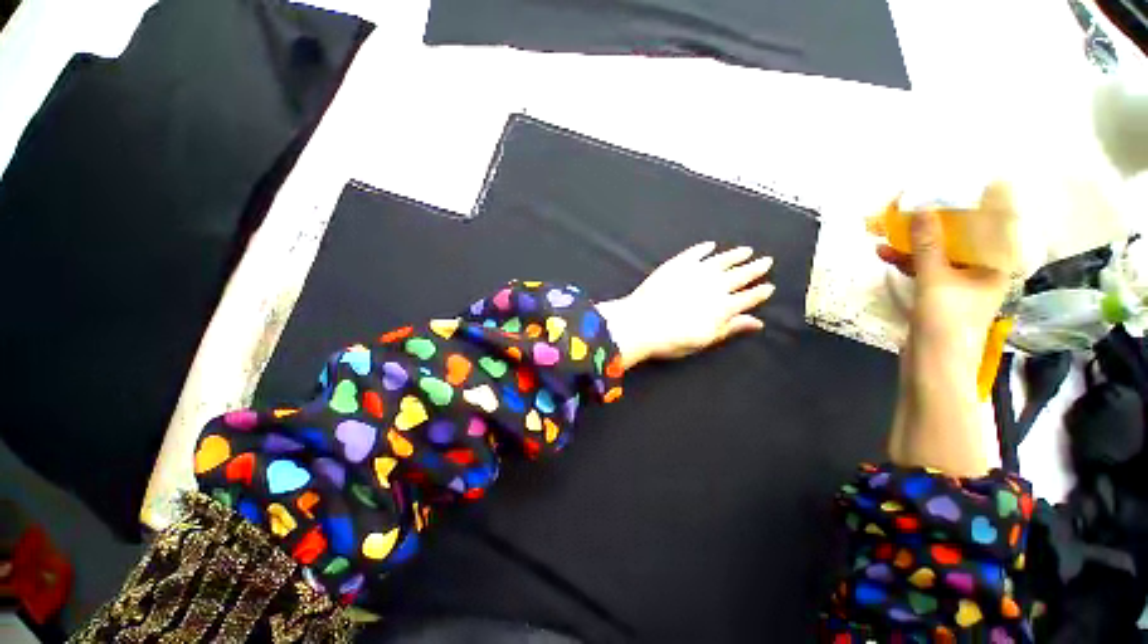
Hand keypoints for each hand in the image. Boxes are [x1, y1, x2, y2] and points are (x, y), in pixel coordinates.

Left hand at [596, 242, 774, 369]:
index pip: (748, 298)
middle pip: (740, 275)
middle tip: (766, 261)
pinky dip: (704, 249)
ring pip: (721, 260)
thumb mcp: (705, 339)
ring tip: (746, 250)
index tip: (769, 287)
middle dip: (755, 268)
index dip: (760, 293)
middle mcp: (714, 285)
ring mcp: (695, 272)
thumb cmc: (672, 339)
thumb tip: (757, 322)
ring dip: (735, 255)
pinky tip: (710, 245)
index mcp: (723, 307)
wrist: (640, 323)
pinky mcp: (676, 264)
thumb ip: (731, 328)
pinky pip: (694, 253)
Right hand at [878, 189, 1014, 371]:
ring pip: (937, 254)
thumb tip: (922, 209)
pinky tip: (885, 254)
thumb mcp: (936, 280)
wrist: (932, 366)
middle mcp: (981, 271)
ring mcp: (958, 283)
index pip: (990, 226)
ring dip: (913, 243)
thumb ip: (928, 246)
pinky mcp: (938, 294)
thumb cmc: (946, 323)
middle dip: (933, 224)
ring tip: (886, 230)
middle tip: (910, 207)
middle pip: (960, 238)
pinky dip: (906, 261)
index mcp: (995, 266)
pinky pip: (924, 269)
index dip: (973, 206)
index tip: (954, 188)